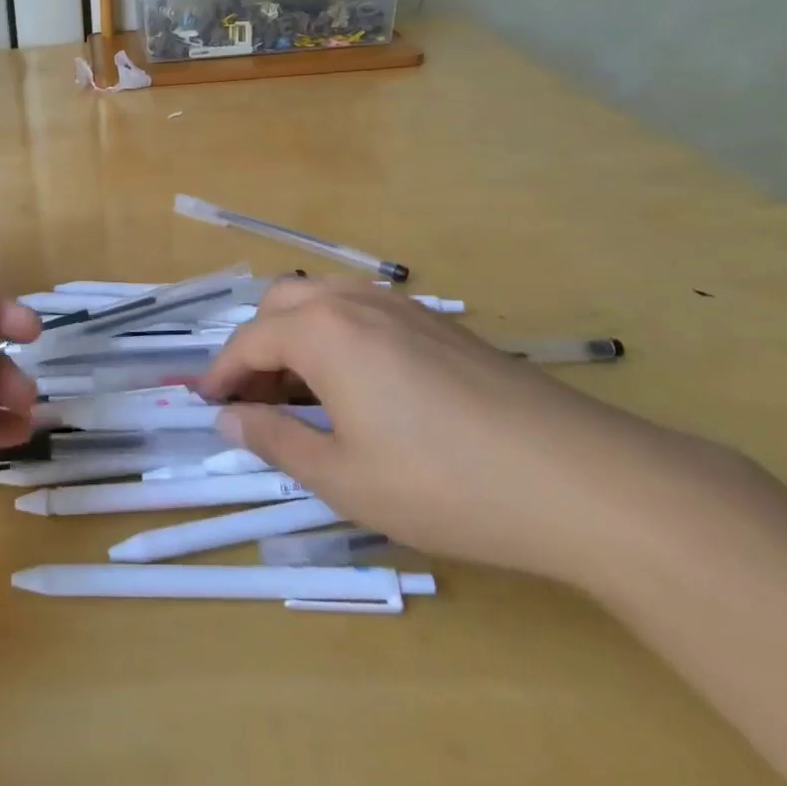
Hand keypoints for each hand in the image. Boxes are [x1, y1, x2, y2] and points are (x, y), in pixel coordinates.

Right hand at [196, 278, 691, 585]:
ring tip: (304, 394)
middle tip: (255, 400)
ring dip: (297, 336)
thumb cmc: (444, 484)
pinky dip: (338, 336)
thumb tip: (228, 418)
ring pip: (325, 301)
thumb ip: (275, 440)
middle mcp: (356, 303)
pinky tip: (360, 387)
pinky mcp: (441, 324)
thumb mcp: (343, 478)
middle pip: (282, 303)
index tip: (207, 405)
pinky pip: (365, 312)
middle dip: (256, 345)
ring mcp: (404, 308)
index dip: (221, 373)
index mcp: (323, 332)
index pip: (249, 341)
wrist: (579, 480)